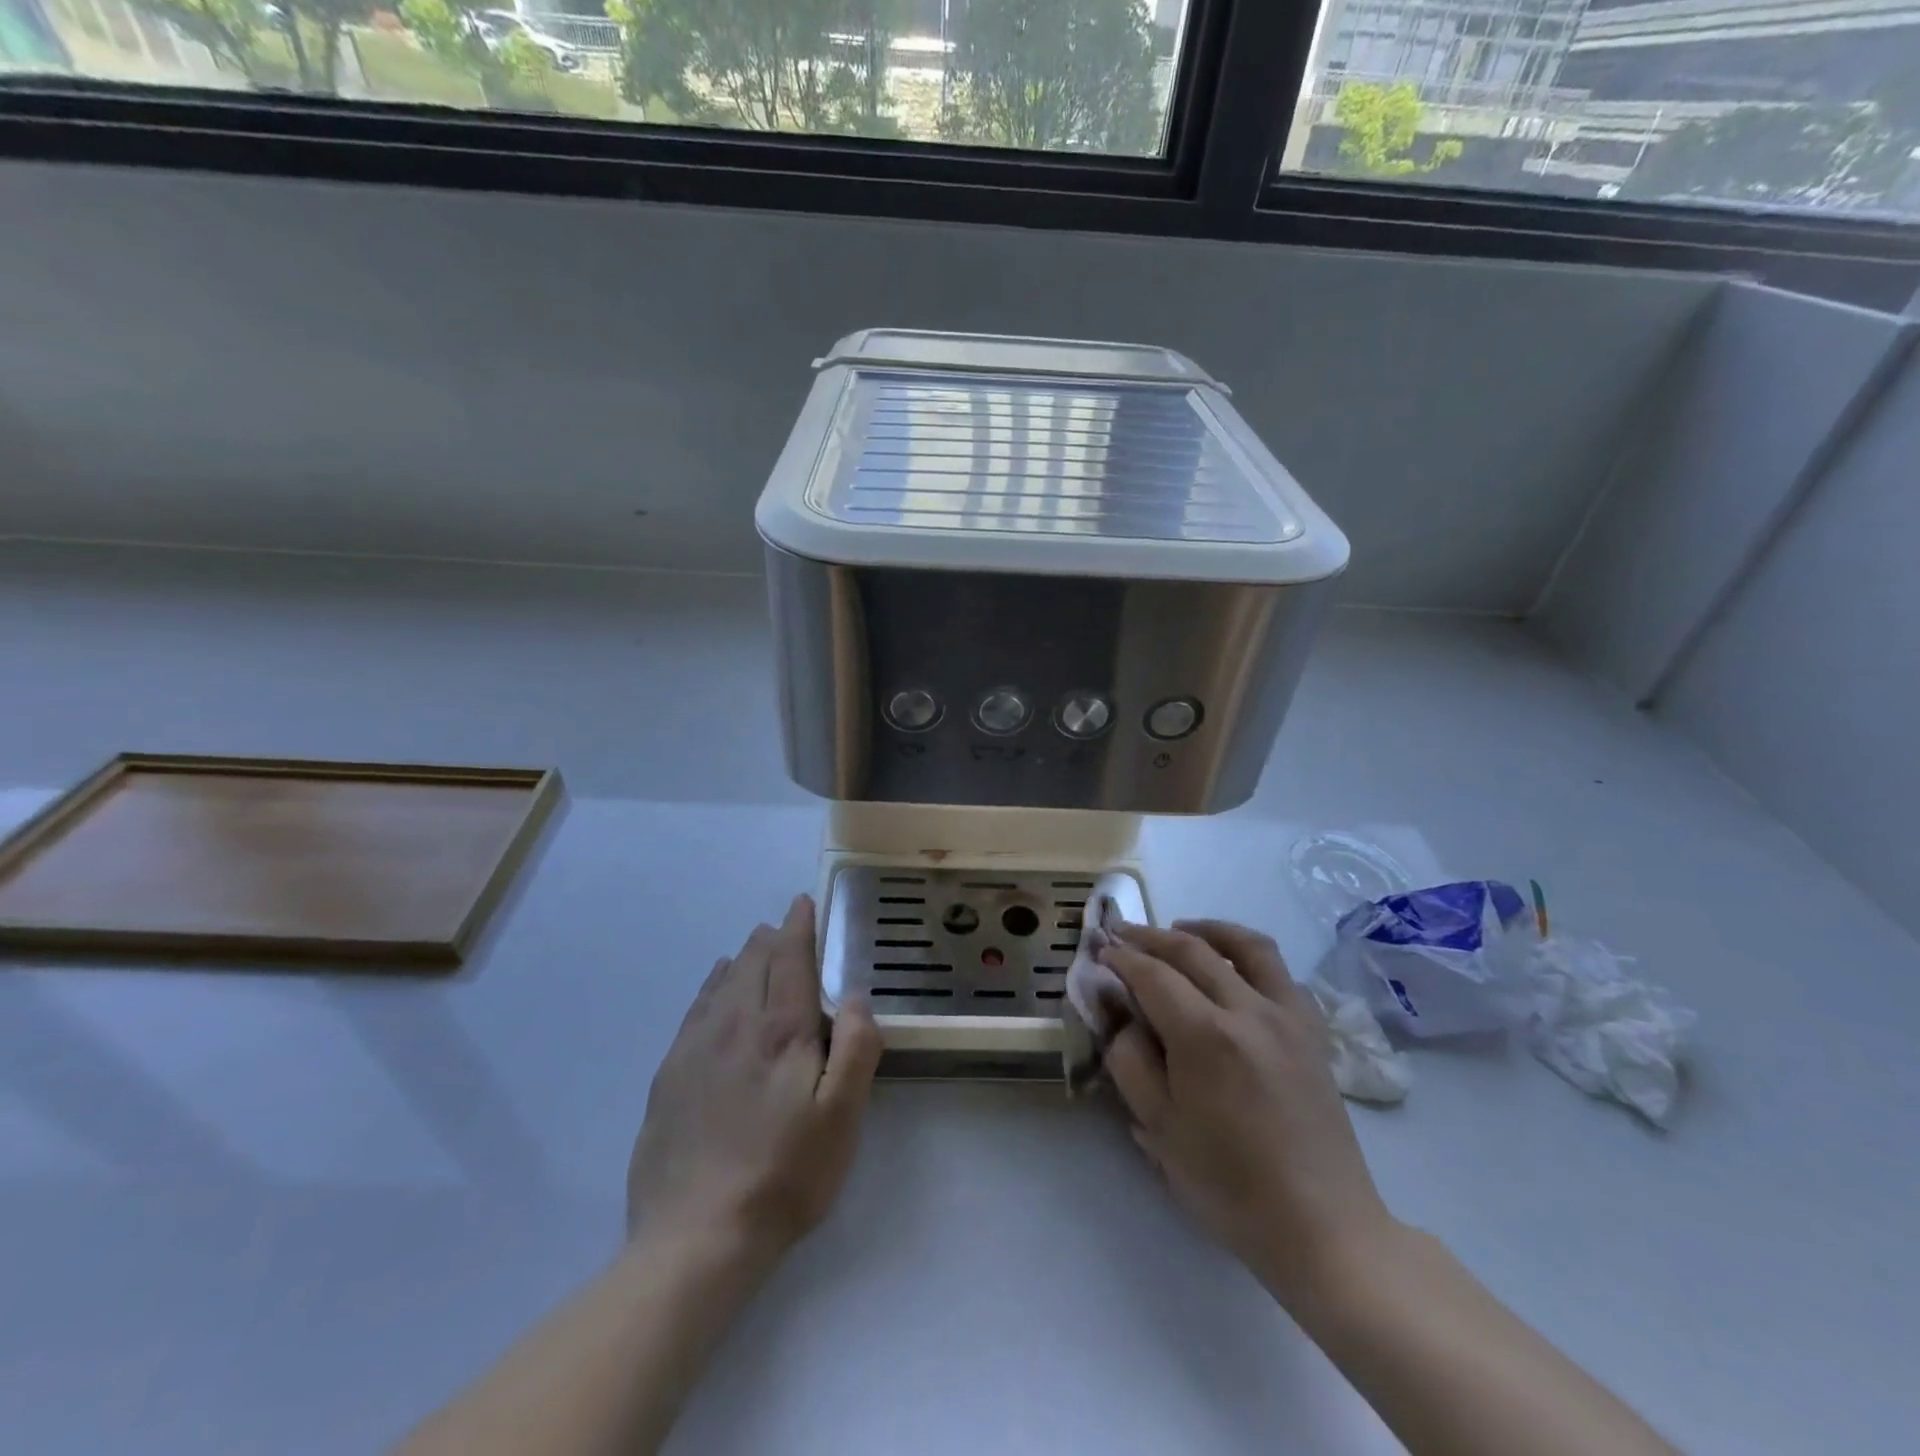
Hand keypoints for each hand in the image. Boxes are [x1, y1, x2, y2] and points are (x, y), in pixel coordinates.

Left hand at [627, 894, 881, 1264]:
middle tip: (785, 927)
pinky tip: (714, 989)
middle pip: (754, 963)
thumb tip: (855, 995)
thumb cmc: (784, 1176)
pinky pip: (694, 1010)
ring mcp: (695, 1048)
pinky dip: (711, 986)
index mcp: (780, 1031)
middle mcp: (735, 1025)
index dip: (799, 926)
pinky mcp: (669, 1075)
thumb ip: (855, 1048)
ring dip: (743, 958)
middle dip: (772, 938)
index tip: (803, 902)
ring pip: (721, 982)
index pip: (790, 959)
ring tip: (755, 949)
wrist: (695, 1239)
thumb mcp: (841, 1119)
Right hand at [1100, 919, 1396, 1310]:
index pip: (1152, 975)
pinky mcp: (1313, 1031)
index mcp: (1206, 1036)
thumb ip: (1130, 1061)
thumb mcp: (1159, 1129)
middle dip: (1150, 936)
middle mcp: (1249, 1010)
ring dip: (1205, 929)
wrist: (1322, 1227)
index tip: (1100, 950)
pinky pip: (1279, 972)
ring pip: (1246, 946)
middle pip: (1193, 949)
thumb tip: (1121, 1017)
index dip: (1121, 958)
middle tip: (1122, 933)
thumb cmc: (1230, 1185)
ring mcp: (1288, 1016)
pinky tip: (1231, 968)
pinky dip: (1247, 954)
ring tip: (1179, 930)